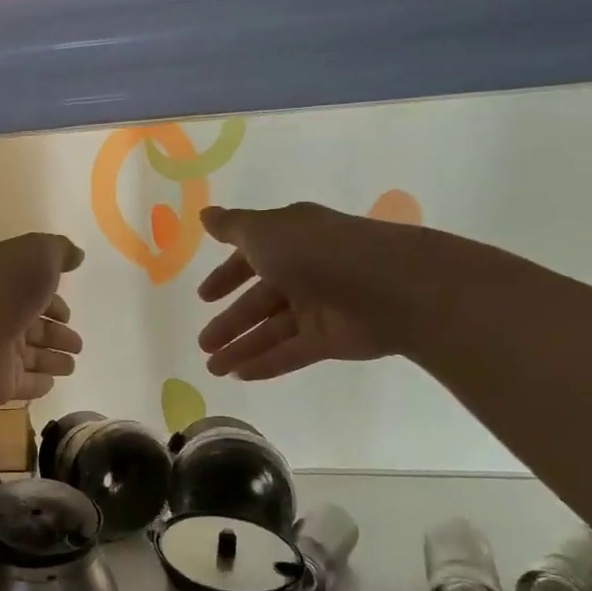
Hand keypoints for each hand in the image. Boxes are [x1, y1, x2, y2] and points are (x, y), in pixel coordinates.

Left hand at [0, 233, 84, 404]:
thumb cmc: (4, 289)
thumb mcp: (35, 254)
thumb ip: (58, 251)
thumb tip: (77, 255)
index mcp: (6, 287)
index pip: (33, 297)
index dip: (54, 304)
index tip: (69, 315)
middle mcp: (1, 320)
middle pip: (35, 329)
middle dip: (57, 335)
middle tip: (77, 344)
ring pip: (32, 358)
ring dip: (52, 360)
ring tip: (71, 365)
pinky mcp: (0, 384)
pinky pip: (24, 384)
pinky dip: (38, 384)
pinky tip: (51, 383)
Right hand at [197, 203, 437, 378]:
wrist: (389, 287)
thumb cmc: (318, 252)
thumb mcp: (265, 231)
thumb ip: (232, 226)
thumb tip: (204, 215)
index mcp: (291, 239)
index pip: (251, 258)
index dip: (226, 276)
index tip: (204, 297)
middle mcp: (304, 271)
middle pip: (260, 301)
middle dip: (229, 322)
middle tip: (202, 342)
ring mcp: (319, 307)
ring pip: (272, 330)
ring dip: (241, 347)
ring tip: (212, 369)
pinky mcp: (331, 339)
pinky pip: (291, 352)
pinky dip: (266, 363)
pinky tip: (239, 376)